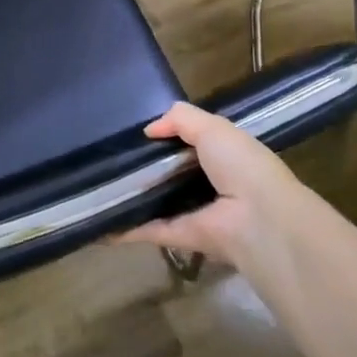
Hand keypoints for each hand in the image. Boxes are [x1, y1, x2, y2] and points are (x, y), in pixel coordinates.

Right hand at [117, 102, 318, 269]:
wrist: (258, 220)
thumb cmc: (241, 166)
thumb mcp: (214, 128)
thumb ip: (181, 119)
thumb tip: (149, 129)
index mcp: (223, 157)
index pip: (191, 144)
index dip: (166, 137)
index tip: (135, 133)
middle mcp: (209, 186)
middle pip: (170, 174)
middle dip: (145, 167)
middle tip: (109, 157)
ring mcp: (194, 213)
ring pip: (157, 203)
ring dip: (133, 198)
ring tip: (98, 187)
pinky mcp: (180, 237)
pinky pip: (148, 230)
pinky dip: (125, 229)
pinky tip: (99, 223)